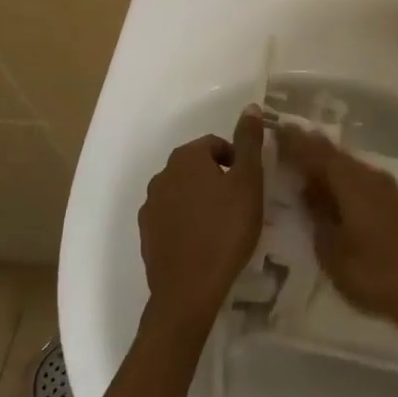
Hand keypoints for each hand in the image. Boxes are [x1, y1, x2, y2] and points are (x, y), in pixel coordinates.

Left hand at [138, 106, 264, 331]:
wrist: (189, 290)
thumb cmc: (226, 230)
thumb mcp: (249, 182)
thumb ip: (249, 142)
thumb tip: (251, 106)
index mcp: (186, 158)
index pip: (216, 144)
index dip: (237, 161)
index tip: (249, 186)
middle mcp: (162, 175)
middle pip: (197, 167)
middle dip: (218, 179)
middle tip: (239, 204)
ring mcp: (150, 206)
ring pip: (183, 192)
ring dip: (201, 200)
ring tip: (222, 225)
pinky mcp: (146, 234)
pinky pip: (171, 217)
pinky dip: (186, 222)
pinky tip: (202, 242)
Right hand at [275, 125, 397, 334]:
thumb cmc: (375, 273)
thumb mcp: (333, 251)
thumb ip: (318, 217)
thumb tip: (308, 192)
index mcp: (352, 182)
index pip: (317, 153)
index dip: (296, 142)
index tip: (276, 129)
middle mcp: (370, 176)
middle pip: (336, 155)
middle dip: (311, 147)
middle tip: (287, 139)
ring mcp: (388, 189)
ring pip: (350, 167)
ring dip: (328, 164)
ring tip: (305, 163)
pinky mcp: (397, 204)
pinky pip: (362, 180)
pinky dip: (343, 179)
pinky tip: (335, 189)